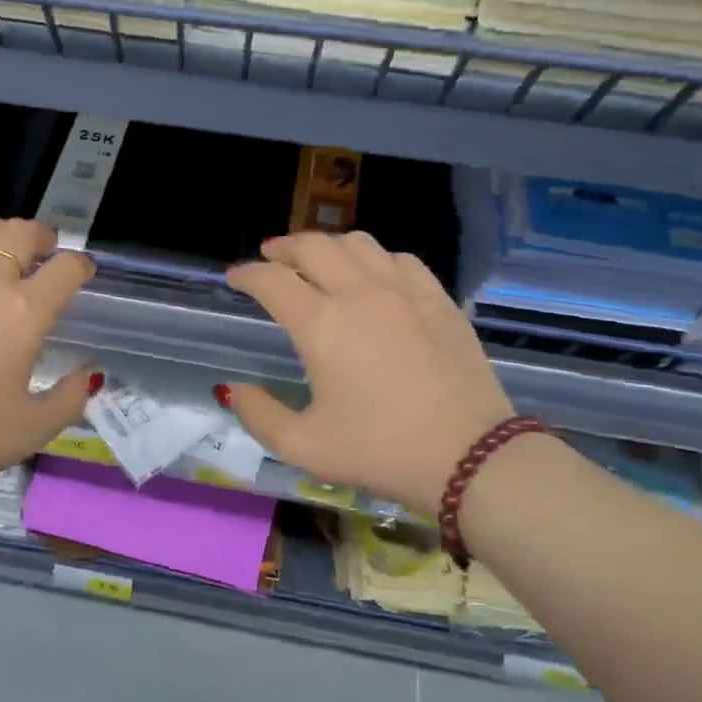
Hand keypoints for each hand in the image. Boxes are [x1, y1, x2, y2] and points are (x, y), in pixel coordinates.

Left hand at [0, 217, 97, 494]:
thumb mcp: (34, 429)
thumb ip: (71, 398)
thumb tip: (91, 374)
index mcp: (25, 312)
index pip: (66, 269)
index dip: (81, 265)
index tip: (81, 272)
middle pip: (22, 233)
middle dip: (43, 237)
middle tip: (44, 252)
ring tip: (1, 244)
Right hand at [223, 232, 514, 514]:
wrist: (470, 457)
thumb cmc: (379, 451)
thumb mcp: (303, 446)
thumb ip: (257, 414)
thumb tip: (232, 389)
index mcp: (321, 325)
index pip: (272, 281)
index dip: (247, 275)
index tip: (234, 278)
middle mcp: (360, 294)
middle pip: (314, 247)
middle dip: (284, 247)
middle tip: (271, 257)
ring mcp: (405, 292)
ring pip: (359, 244)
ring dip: (329, 245)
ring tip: (318, 259)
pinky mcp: (440, 301)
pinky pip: (401, 260)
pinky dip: (376, 258)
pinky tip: (374, 275)